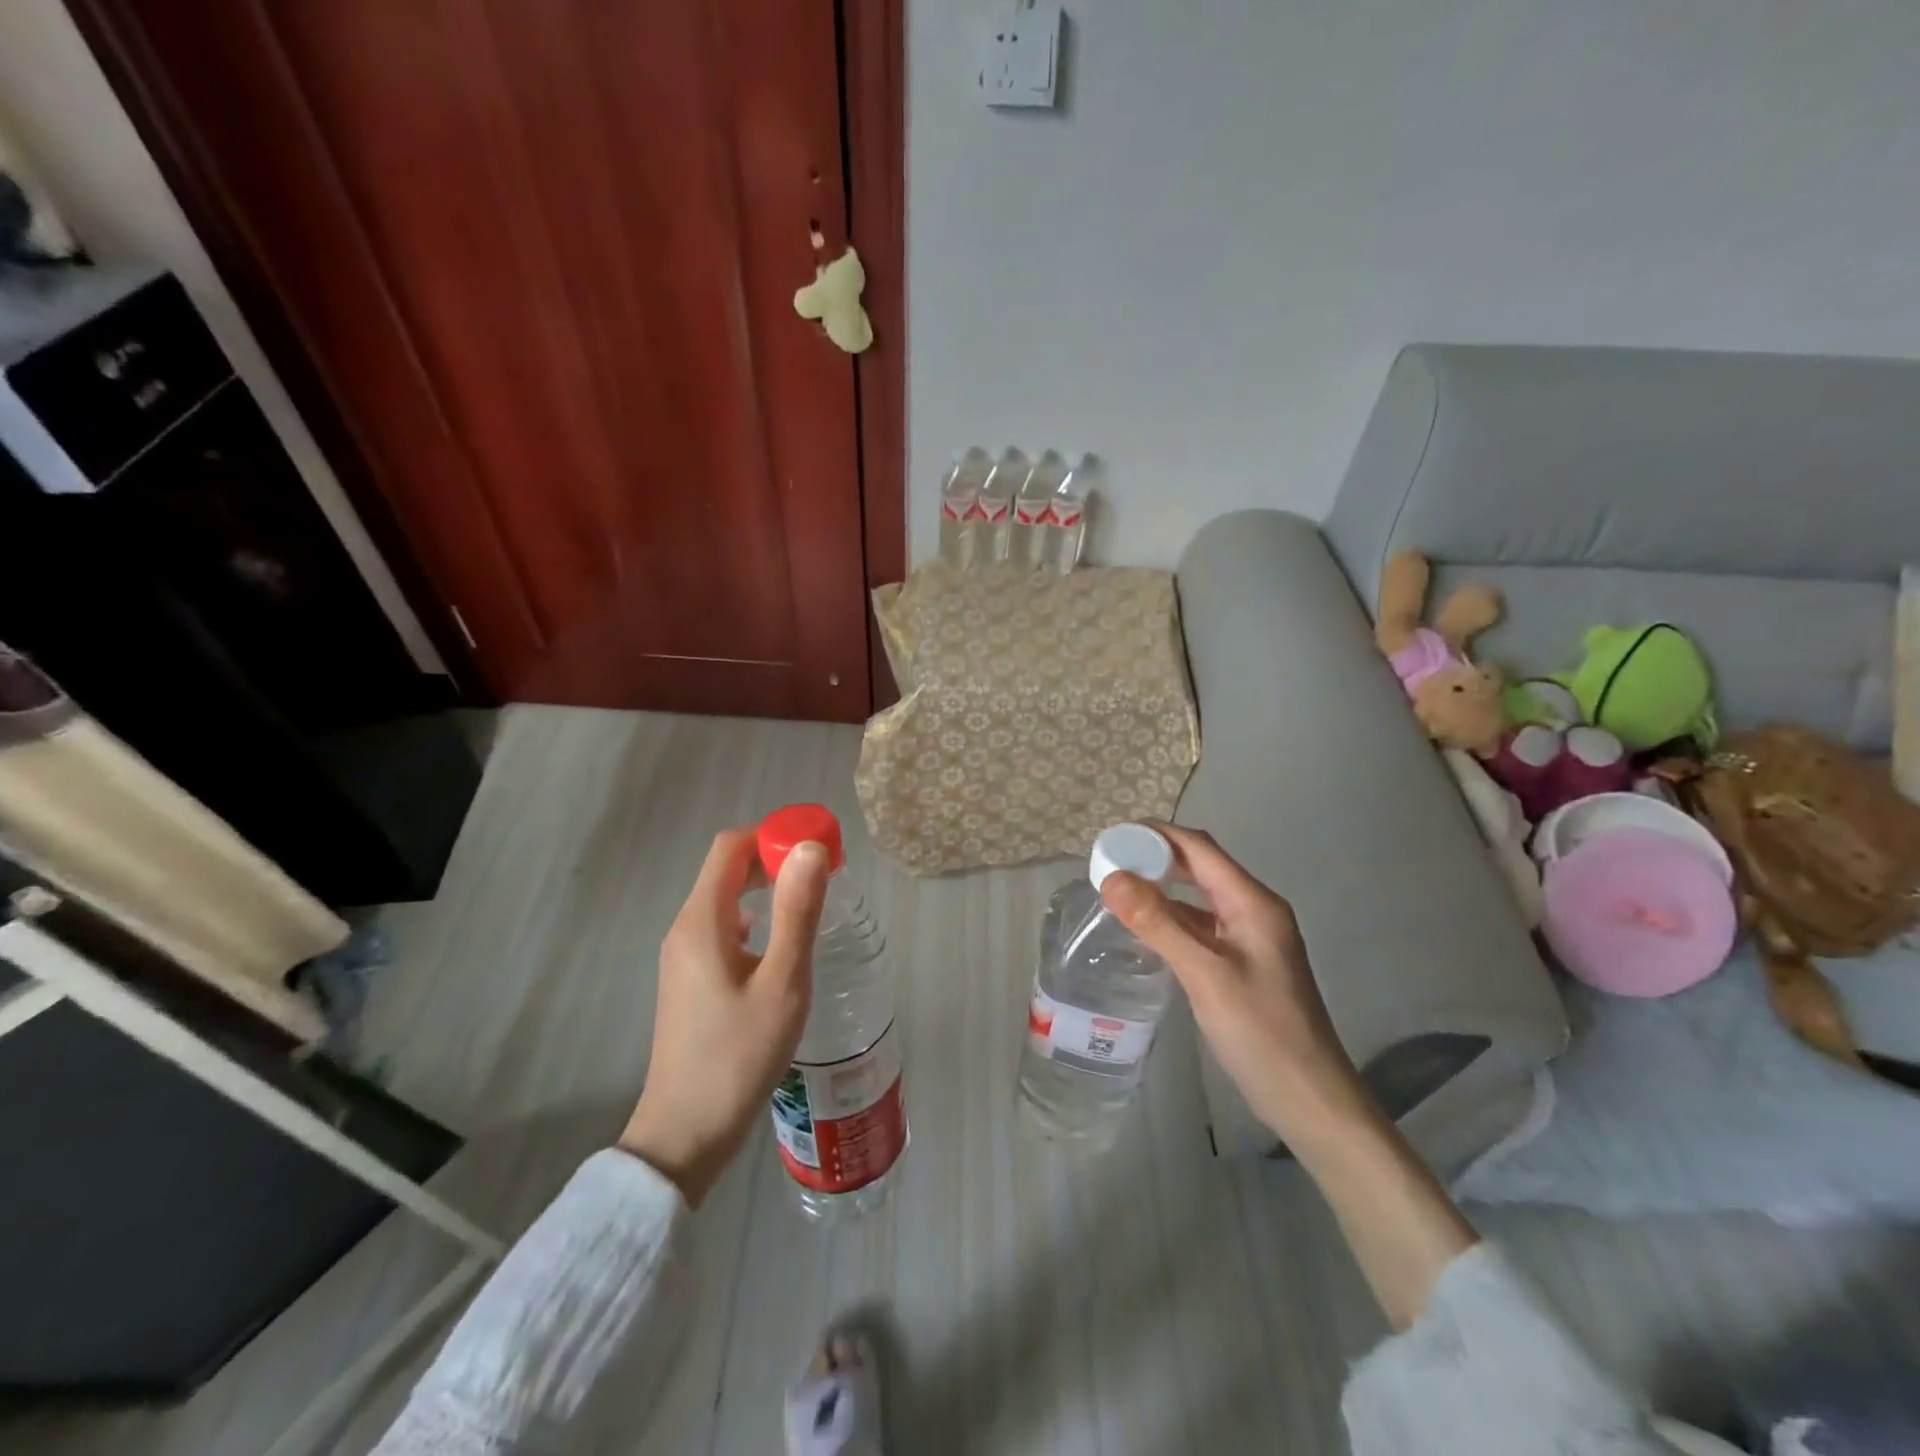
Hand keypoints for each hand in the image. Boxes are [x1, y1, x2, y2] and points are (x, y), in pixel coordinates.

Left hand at [619, 828, 829, 1205]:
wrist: (686, 1133)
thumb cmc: (739, 1054)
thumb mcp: (782, 981)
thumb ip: (798, 911)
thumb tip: (811, 847)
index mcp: (702, 921)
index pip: (731, 847)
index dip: (773, 835)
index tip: (816, 847)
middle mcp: (684, 929)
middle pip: (726, 869)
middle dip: (773, 860)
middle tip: (822, 874)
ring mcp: (681, 956)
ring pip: (723, 899)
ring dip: (765, 889)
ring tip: (808, 906)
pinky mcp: (688, 980)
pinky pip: (721, 929)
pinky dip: (753, 918)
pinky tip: (779, 947)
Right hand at [1100, 824, 1366, 1148]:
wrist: (1310, 1099)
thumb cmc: (1261, 1032)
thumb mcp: (1205, 974)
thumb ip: (1158, 924)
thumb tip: (1111, 878)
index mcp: (1252, 903)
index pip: (1199, 848)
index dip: (1156, 835)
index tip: (1112, 838)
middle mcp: (1253, 911)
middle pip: (1200, 867)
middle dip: (1156, 858)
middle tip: (1109, 863)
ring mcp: (1250, 938)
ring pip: (1199, 898)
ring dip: (1162, 889)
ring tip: (1118, 891)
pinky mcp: (1242, 964)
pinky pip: (1201, 927)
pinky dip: (1171, 920)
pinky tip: (1145, 930)